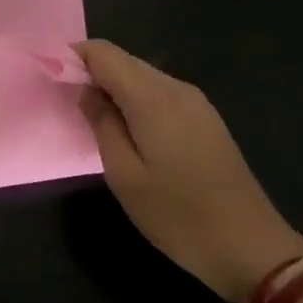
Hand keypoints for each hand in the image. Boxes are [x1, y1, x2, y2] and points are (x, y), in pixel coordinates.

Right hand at [76, 40, 302, 302]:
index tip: (50, 77)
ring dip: (113, 87)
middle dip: (91, 71)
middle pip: (123, 60)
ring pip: (142, 76)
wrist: (252, 249)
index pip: (103, 53)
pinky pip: (160, 93)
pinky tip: (128, 130)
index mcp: (152, 98)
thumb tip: (86, 91)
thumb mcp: (124, 175)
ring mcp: (196, 103)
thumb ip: (101, 124)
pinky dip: (135, 100)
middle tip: (66, 102)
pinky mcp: (206, 120)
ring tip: (93, 119)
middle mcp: (176, 89)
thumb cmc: (178, 215)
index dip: (73, 57)